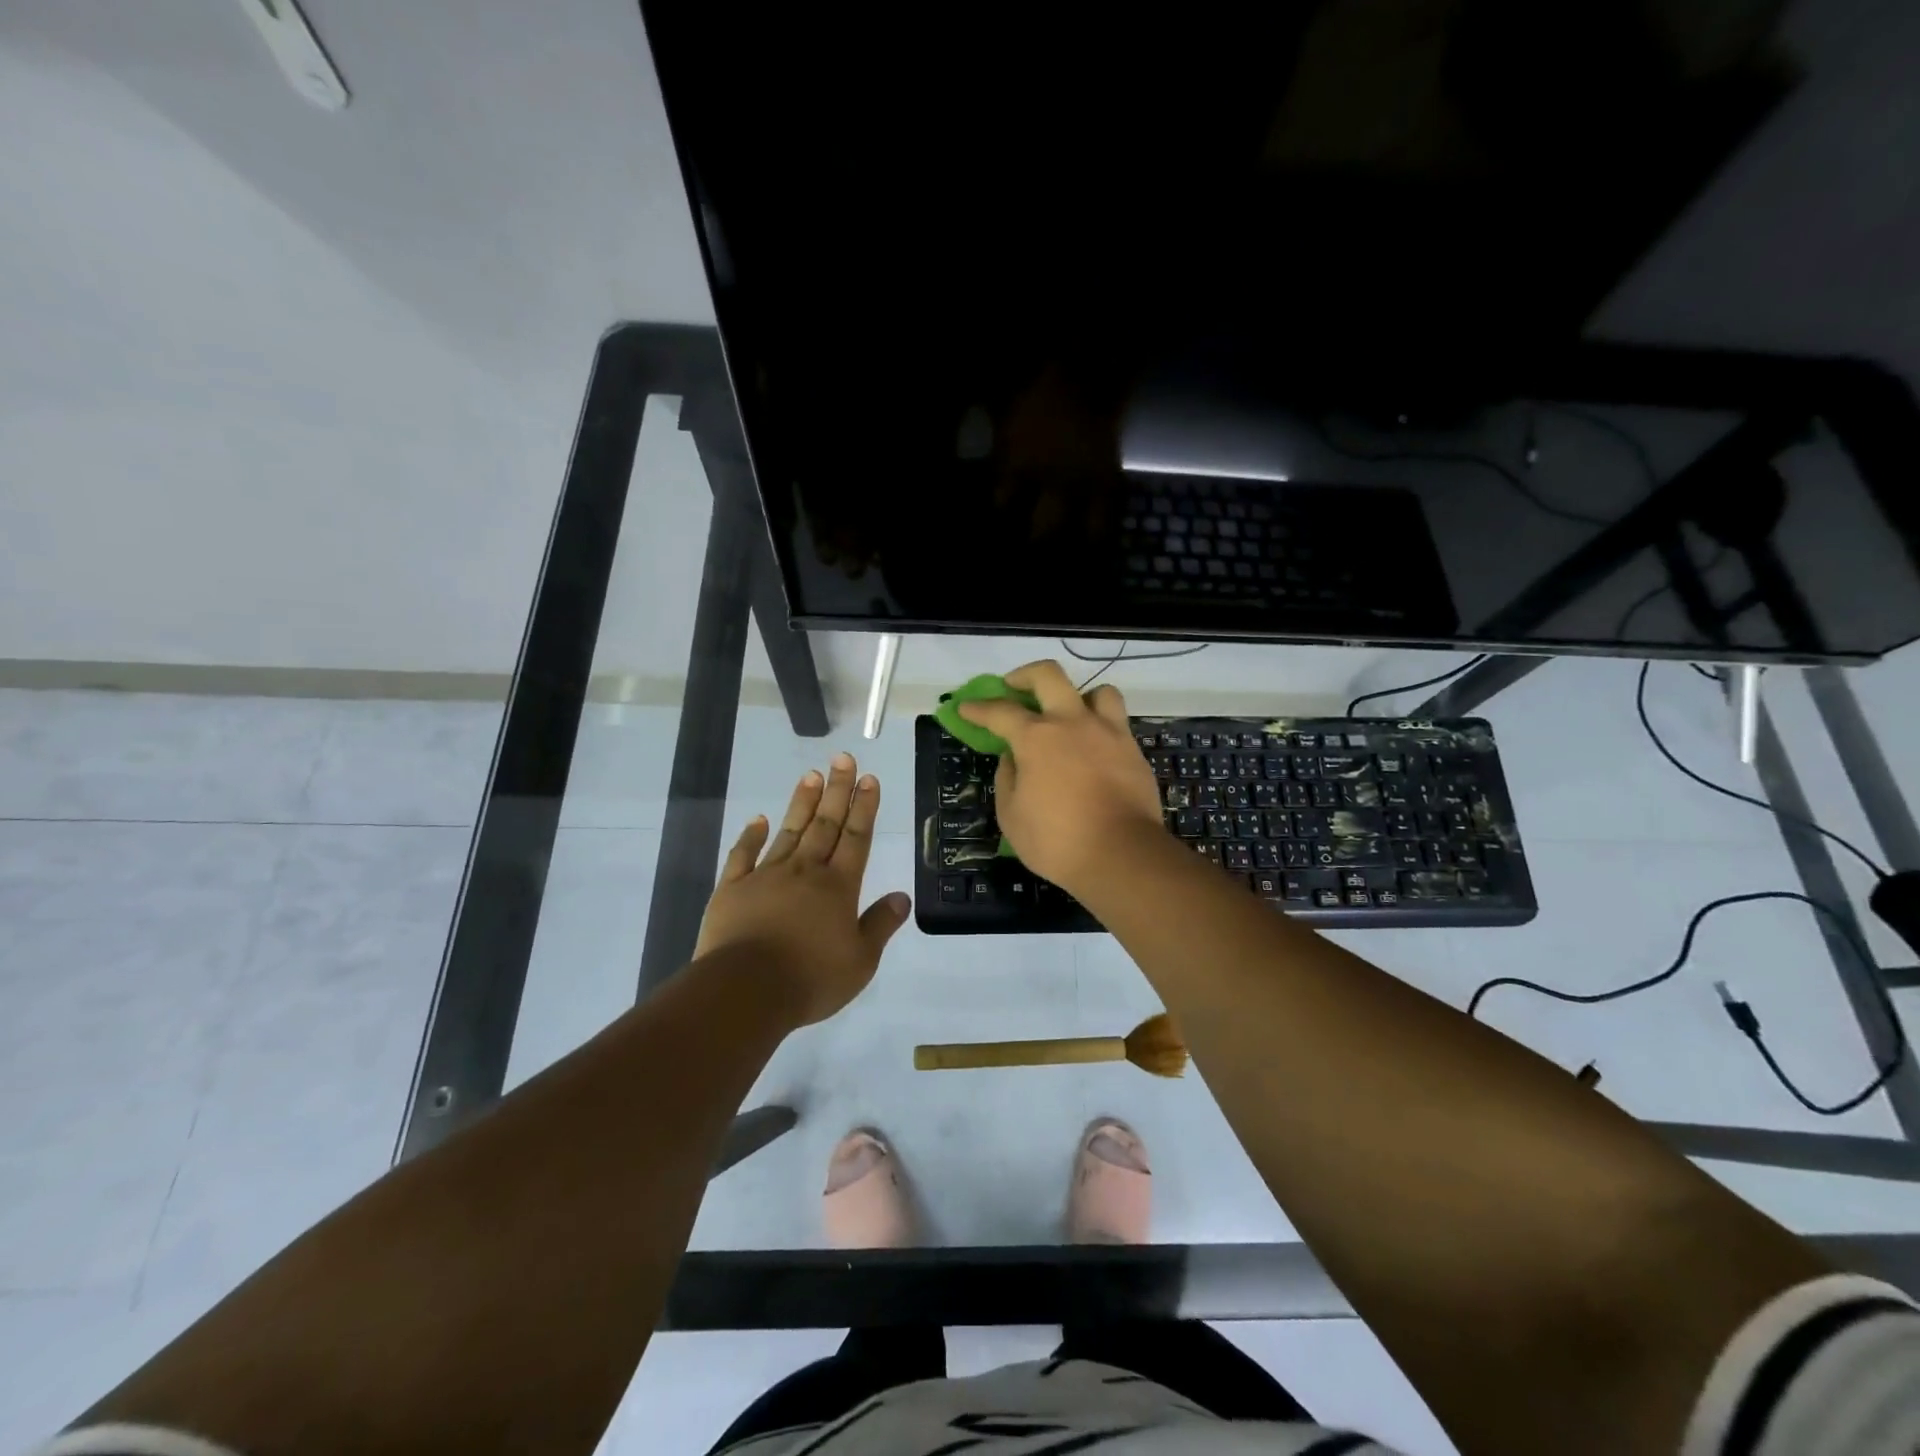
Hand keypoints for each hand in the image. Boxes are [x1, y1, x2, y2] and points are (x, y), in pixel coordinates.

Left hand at [695, 752, 911, 1025]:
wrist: (745, 990)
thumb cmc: (810, 979)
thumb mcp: (860, 961)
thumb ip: (879, 926)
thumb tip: (902, 897)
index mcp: (838, 887)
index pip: (856, 837)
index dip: (864, 807)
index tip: (868, 778)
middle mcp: (805, 871)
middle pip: (825, 824)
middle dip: (837, 790)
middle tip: (843, 758)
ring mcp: (766, 876)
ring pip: (789, 831)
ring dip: (802, 803)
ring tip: (811, 775)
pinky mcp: (733, 889)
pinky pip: (743, 855)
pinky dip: (751, 835)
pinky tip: (758, 819)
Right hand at [956, 660, 1165, 892]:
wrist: (1122, 855)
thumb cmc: (1057, 841)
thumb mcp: (1012, 816)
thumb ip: (1007, 779)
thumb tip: (1012, 758)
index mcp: (1036, 738)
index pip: (1000, 711)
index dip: (978, 708)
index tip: (966, 707)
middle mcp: (1072, 723)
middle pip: (1048, 676)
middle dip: (1024, 676)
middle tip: (1014, 688)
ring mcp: (1108, 732)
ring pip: (1097, 691)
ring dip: (1078, 697)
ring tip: (1069, 716)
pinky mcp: (1133, 750)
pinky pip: (1117, 722)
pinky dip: (1101, 726)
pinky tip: (1093, 747)